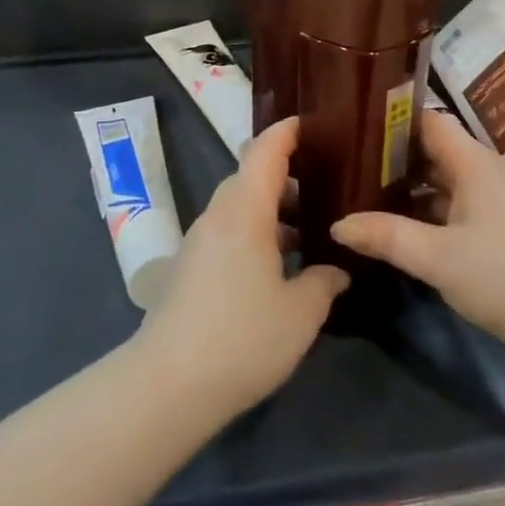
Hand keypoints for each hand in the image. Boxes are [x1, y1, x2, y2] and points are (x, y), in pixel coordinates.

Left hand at [135, 117, 347, 419]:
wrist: (169, 383)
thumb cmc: (242, 338)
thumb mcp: (299, 314)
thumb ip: (322, 283)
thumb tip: (336, 270)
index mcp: (245, 210)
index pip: (265, 151)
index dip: (287, 131)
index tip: (311, 122)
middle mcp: (218, 215)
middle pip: (250, 176)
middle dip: (284, 175)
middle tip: (322, 184)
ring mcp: (198, 241)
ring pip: (238, 207)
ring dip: (270, 209)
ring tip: (306, 231)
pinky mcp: (188, 267)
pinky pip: (227, 231)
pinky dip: (254, 233)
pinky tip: (275, 267)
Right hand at [331, 106, 504, 360]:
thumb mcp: (438, 258)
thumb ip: (386, 237)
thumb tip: (336, 224)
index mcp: (472, 161)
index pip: (425, 120)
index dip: (389, 119)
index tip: (351, 126)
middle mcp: (486, 171)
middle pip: (432, 151)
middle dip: (392, 158)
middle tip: (346, 166)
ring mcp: (499, 201)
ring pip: (444, 182)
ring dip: (410, 189)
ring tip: (365, 197)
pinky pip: (458, 207)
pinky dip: (430, 213)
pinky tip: (405, 232)